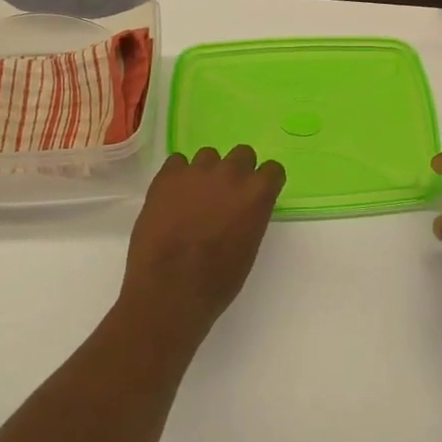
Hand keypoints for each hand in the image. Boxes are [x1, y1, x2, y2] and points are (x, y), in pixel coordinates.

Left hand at [122, 146, 285, 335]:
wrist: (170, 288)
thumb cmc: (216, 281)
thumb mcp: (248, 248)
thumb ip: (250, 217)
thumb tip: (240, 210)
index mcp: (257, 194)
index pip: (273, 170)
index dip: (265, 182)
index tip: (256, 195)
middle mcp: (231, 173)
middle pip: (242, 154)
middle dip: (237, 171)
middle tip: (225, 194)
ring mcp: (197, 171)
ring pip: (208, 155)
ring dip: (206, 172)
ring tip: (194, 197)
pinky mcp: (167, 176)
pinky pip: (177, 162)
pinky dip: (178, 176)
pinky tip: (173, 197)